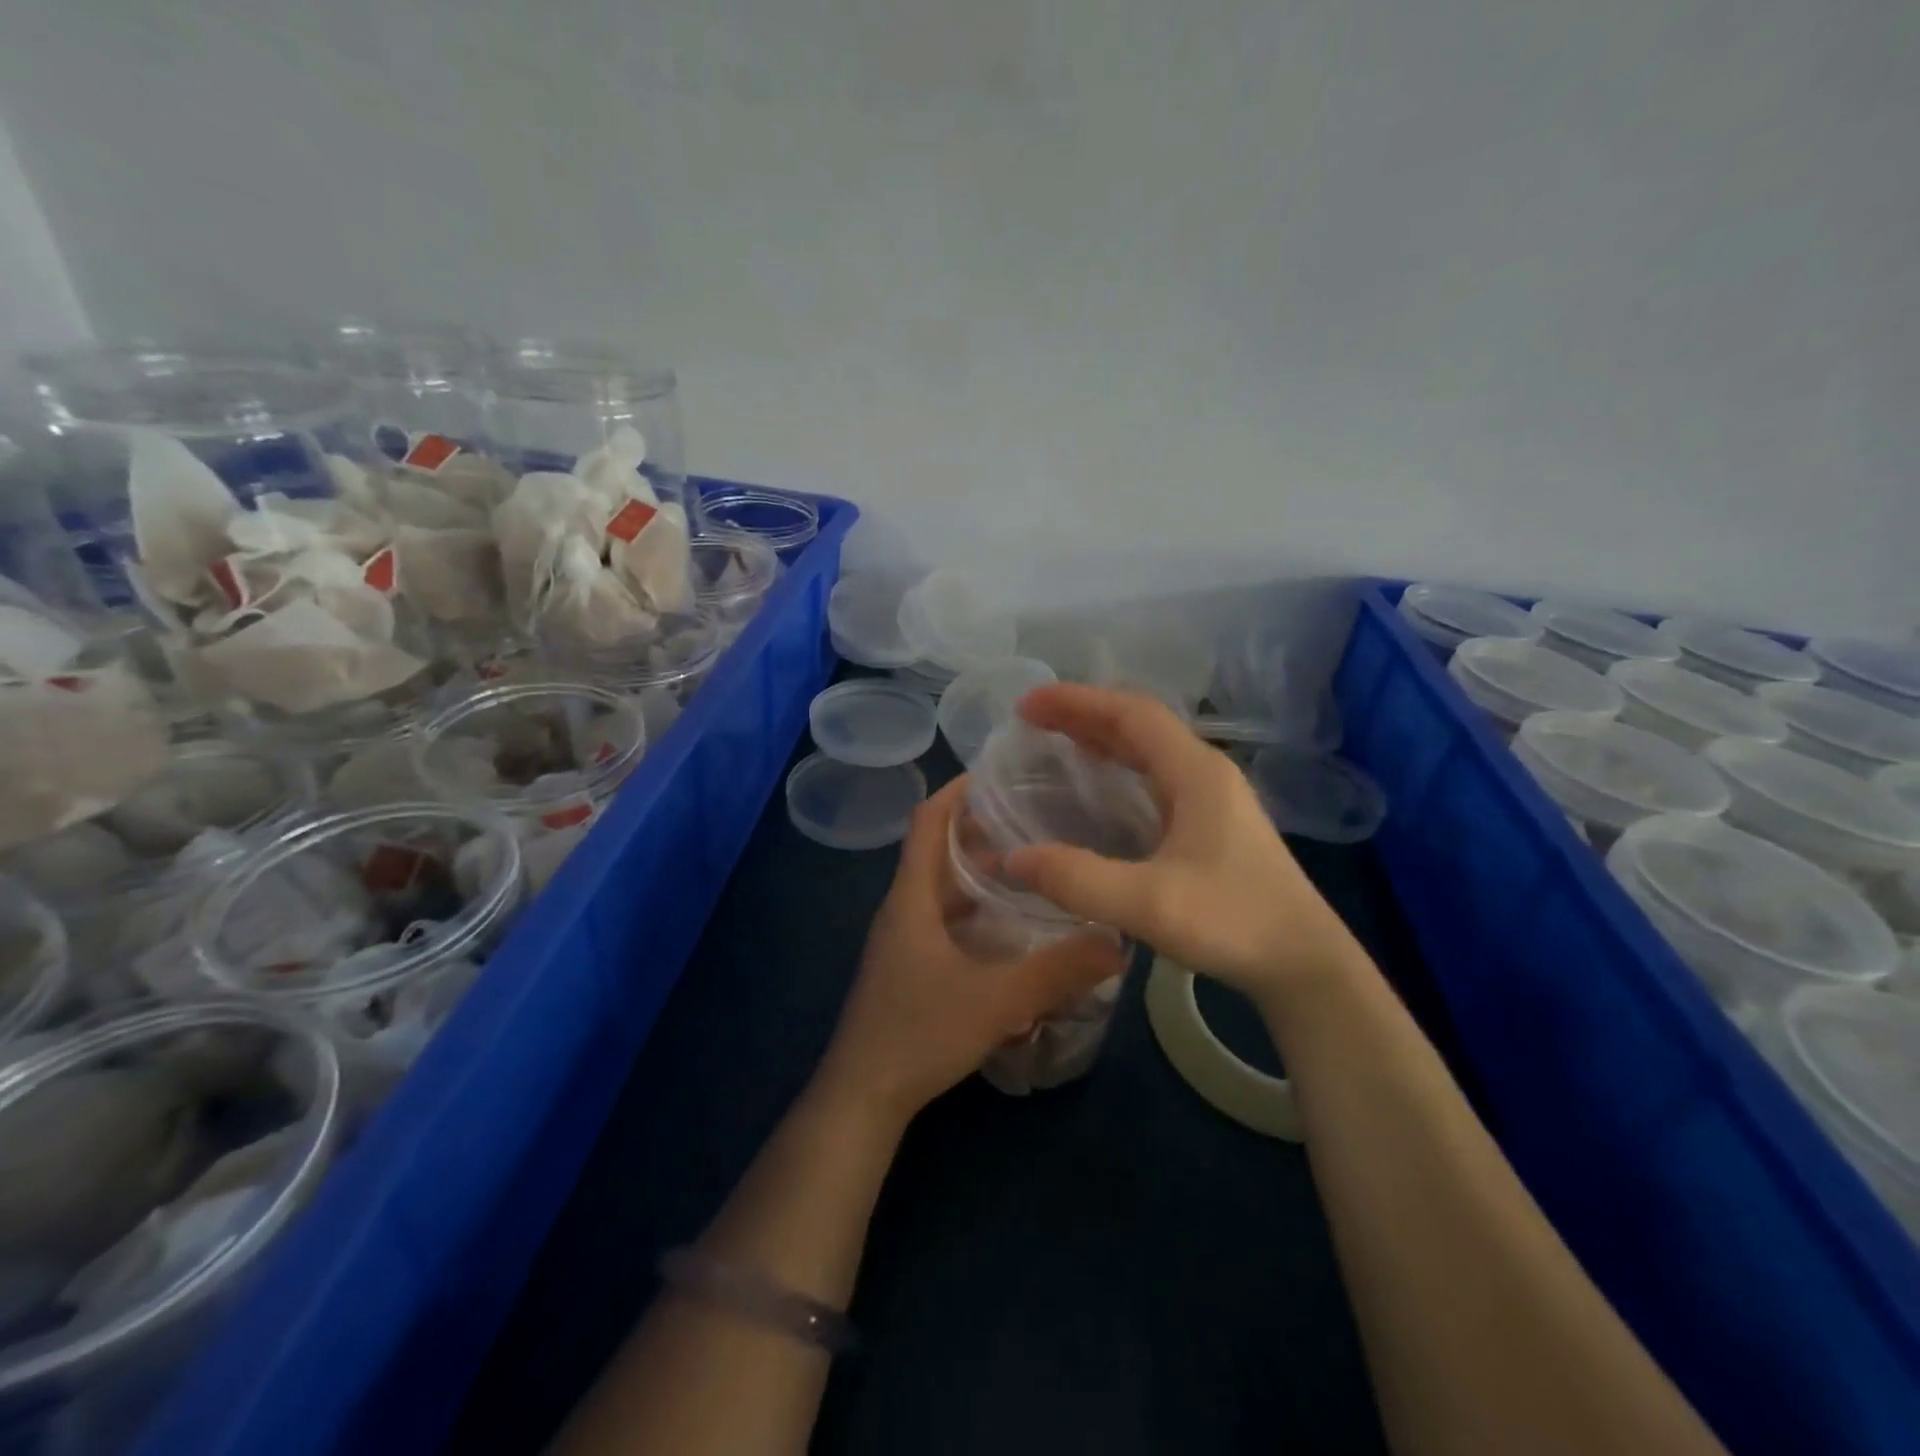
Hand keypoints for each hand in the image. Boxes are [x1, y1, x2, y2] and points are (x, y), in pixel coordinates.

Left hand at [814, 777, 1126, 1123]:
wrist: (862, 1097)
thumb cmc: (920, 1033)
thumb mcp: (998, 1000)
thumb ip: (1059, 971)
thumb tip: (1118, 943)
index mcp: (912, 897)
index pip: (927, 820)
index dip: (957, 790)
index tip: (1000, 773)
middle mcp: (903, 908)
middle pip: (939, 851)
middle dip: (982, 831)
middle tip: (1037, 821)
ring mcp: (902, 941)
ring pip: (943, 890)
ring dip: (980, 875)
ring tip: (1033, 871)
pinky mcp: (908, 968)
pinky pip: (944, 921)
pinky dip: (975, 913)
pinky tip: (1012, 933)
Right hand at [1003, 684, 1363, 1000]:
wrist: (1305, 965)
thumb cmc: (1234, 924)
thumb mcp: (1149, 904)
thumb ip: (1078, 880)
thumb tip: (1013, 859)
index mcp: (1195, 773)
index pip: (1130, 714)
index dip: (1077, 701)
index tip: (1028, 704)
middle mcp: (1206, 772)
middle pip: (1139, 724)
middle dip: (1084, 713)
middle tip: (1031, 719)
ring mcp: (1214, 797)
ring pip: (1150, 748)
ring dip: (1102, 736)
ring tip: (1056, 739)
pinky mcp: (1214, 822)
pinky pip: (1156, 774)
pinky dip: (1120, 765)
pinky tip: (1101, 786)